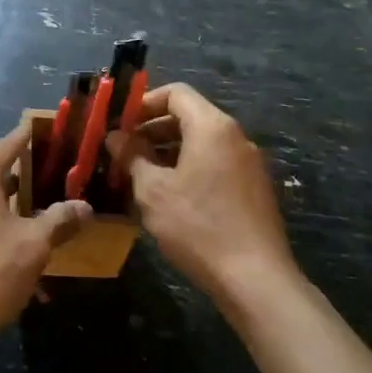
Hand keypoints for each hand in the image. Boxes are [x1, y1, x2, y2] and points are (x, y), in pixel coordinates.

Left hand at [0, 126, 91, 350]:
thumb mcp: (33, 244)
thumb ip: (60, 220)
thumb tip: (85, 207)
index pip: (9, 143)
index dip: (30, 137)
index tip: (46, 130)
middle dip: (18, 172)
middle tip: (48, 175)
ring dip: (0, 198)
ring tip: (30, 208)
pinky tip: (4, 235)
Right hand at [107, 83, 295, 303]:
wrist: (255, 279)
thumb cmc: (198, 226)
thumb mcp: (153, 190)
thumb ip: (132, 156)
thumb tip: (116, 136)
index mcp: (212, 127)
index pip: (176, 93)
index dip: (144, 103)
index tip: (120, 124)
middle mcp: (235, 137)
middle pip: (189, 116)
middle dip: (153, 129)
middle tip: (123, 152)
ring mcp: (248, 163)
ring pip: (201, 143)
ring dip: (168, 151)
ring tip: (139, 175)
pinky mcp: (253, 189)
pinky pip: (215, 164)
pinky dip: (189, 168)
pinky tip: (169, 197)